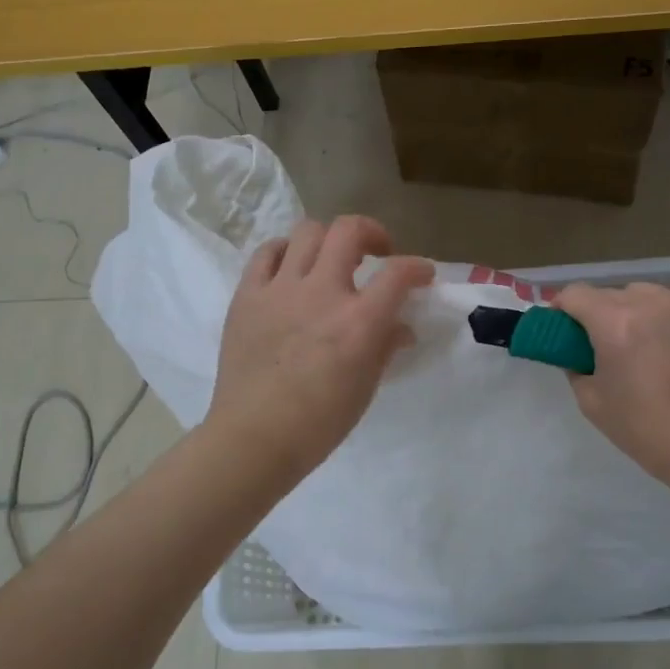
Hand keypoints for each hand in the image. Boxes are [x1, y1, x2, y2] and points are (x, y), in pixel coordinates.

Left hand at [209, 215, 434, 480]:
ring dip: (328, 239)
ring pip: (307, 232)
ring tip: (330, 259)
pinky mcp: (247, 295)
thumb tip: (400, 327)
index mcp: (358, 321)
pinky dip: (285, 251)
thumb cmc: (319, 423)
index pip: (398, 273)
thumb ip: (386, 347)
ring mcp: (280, 290)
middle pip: (348, 231)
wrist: (254, 437)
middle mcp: (321, 293)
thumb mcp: (365, 387)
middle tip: (376, 252)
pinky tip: (291, 268)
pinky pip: (266, 253)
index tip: (422, 274)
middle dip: (371, 232)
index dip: (417, 267)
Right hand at [551, 282, 669, 493]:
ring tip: (649, 345)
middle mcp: (653, 304)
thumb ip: (577, 367)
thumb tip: (580, 354)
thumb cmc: (646, 429)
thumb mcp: (592, 402)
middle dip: (603, 314)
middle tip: (607, 344)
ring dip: (640, 313)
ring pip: (652, 296)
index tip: (565, 327)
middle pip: (614, 293)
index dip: (563, 308)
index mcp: (615, 323)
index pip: (576, 294)